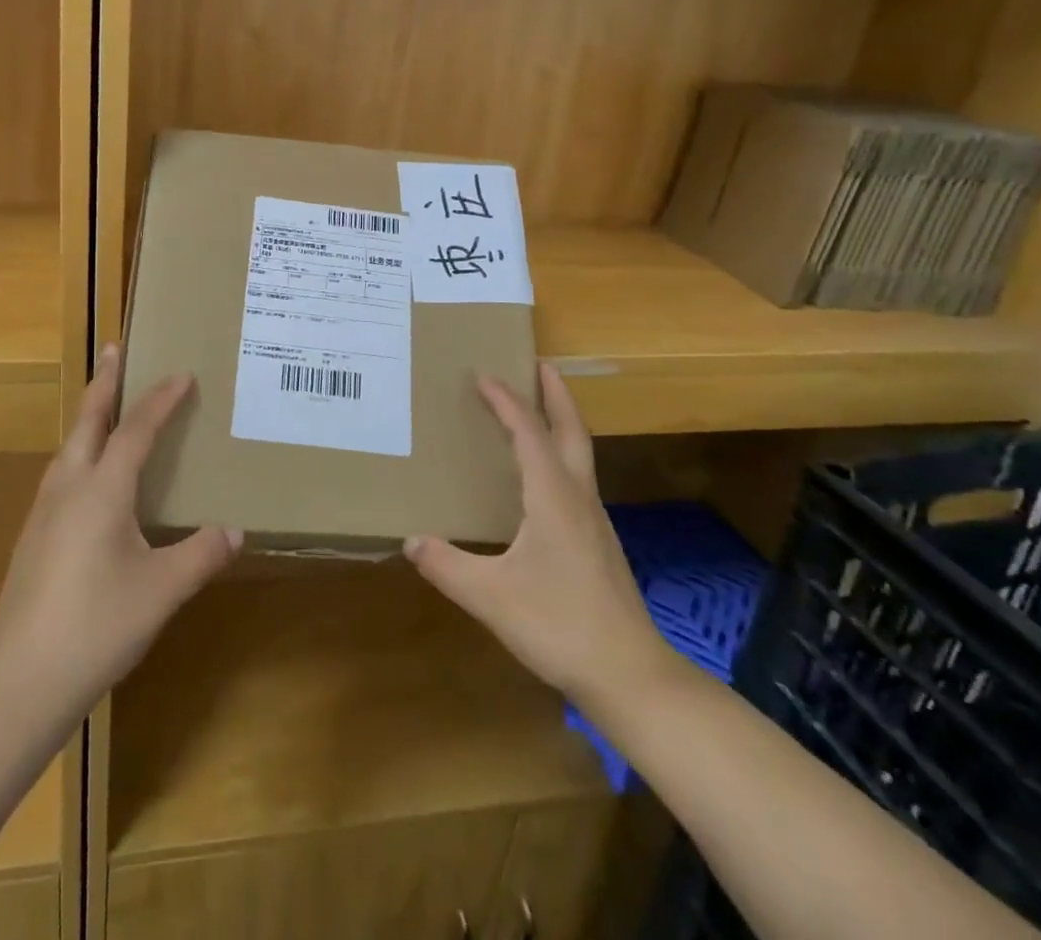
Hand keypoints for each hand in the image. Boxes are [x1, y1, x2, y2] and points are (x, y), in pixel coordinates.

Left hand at [0, 345, 240, 718]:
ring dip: (89, 417)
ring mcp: (43, 513)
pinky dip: (80, 453)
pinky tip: (88, 479)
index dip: (161, 399)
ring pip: (68, 447)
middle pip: (87, 420)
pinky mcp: (32, 538)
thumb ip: (201, 555)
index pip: (136, 429)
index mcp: (102, 490)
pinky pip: (61, 475)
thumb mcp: (162, 589)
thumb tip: (235, 531)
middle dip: (104, 382)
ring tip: (105, 407)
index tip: (183, 373)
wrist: (22, 681)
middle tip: (114, 349)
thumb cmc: (99, 625)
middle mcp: (68, 488)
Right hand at [404, 363, 683, 729]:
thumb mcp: (491, 597)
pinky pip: (576, 479)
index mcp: (553, 497)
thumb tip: (410, 540)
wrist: (630, 676)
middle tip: (538, 363)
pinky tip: (542, 478)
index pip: (529, 433)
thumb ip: (447, 566)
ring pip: (579, 454)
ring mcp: (594, 521)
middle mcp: (578, 498)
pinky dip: (560, 455)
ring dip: (560, 422)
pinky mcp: (598, 542)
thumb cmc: (560, 626)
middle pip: (572, 430)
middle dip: (556, 393)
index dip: (506, 401)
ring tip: (536, 410)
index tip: (484, 375)